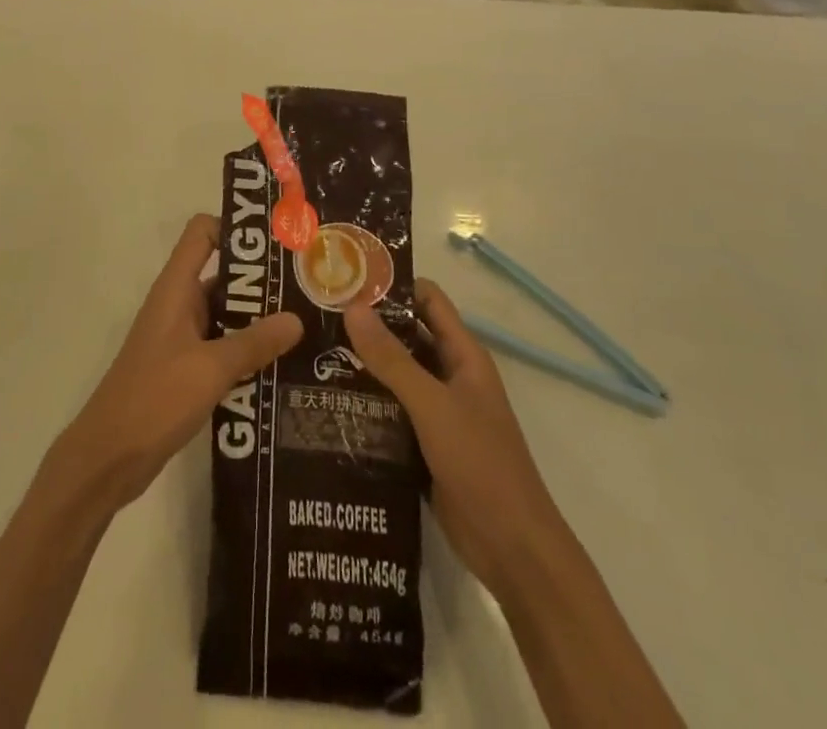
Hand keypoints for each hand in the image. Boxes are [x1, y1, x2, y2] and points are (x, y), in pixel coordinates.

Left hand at [51, 214, 301, 516]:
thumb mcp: (211, 368)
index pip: (202, 233)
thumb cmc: (155, 397)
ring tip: (307, 329)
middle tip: (309, 290)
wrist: (109, 456)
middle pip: (222, 274)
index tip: (276, 244)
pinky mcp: (185, 368)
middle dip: (262, 281)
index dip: (235, 229)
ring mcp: (181, 337)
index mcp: (176, 288)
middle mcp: (178, 304)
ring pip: (226, 314)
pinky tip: (282, 368)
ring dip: (259, 320)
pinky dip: (247, 351)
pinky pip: (222, 347)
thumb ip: (254, 342)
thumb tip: (297, 318)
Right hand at [346, 280, 555, 598]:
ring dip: (363, 363)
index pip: (428, 301)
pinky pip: (391, 410)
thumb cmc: (481, 464)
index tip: (348, 277)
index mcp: (463, 356)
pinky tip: (329, 398)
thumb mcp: (433, 406)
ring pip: (396, 374)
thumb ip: (392, 359)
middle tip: (319, 313)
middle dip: (368, 324)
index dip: (393, 284)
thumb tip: (352, 307)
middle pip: (407, 335)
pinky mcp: (424, 443)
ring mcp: (438, 411)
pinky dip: (366, 401)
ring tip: (313, 350)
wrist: (513, 550)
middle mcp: (450, 376)